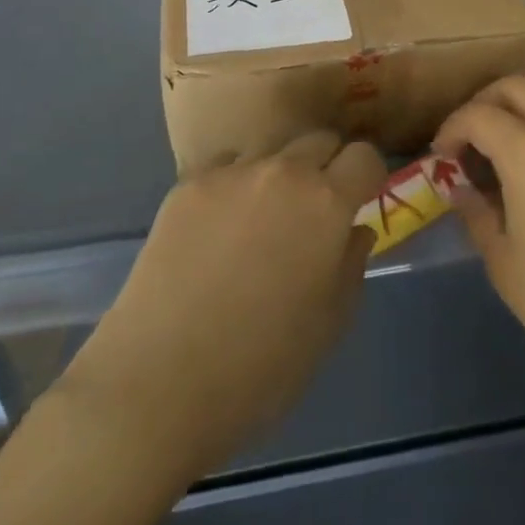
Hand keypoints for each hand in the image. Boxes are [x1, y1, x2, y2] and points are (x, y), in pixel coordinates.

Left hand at [61, 131, 385, 476]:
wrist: (157, 384)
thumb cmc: (260, 368)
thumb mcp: (329, 325)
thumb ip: (351, 265)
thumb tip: (354, 230)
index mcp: (326, 203)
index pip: (364, 156)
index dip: (367, 177)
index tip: (359, 202)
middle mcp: (283, 171)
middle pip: (319, 140)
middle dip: (327, 167)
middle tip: (315, 211)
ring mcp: (231, 172)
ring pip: (272, 150)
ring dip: (280, 173)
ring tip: (263, 219)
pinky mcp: (188, 184)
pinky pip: (227, 165)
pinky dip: (235, 184)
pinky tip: (220, 226)